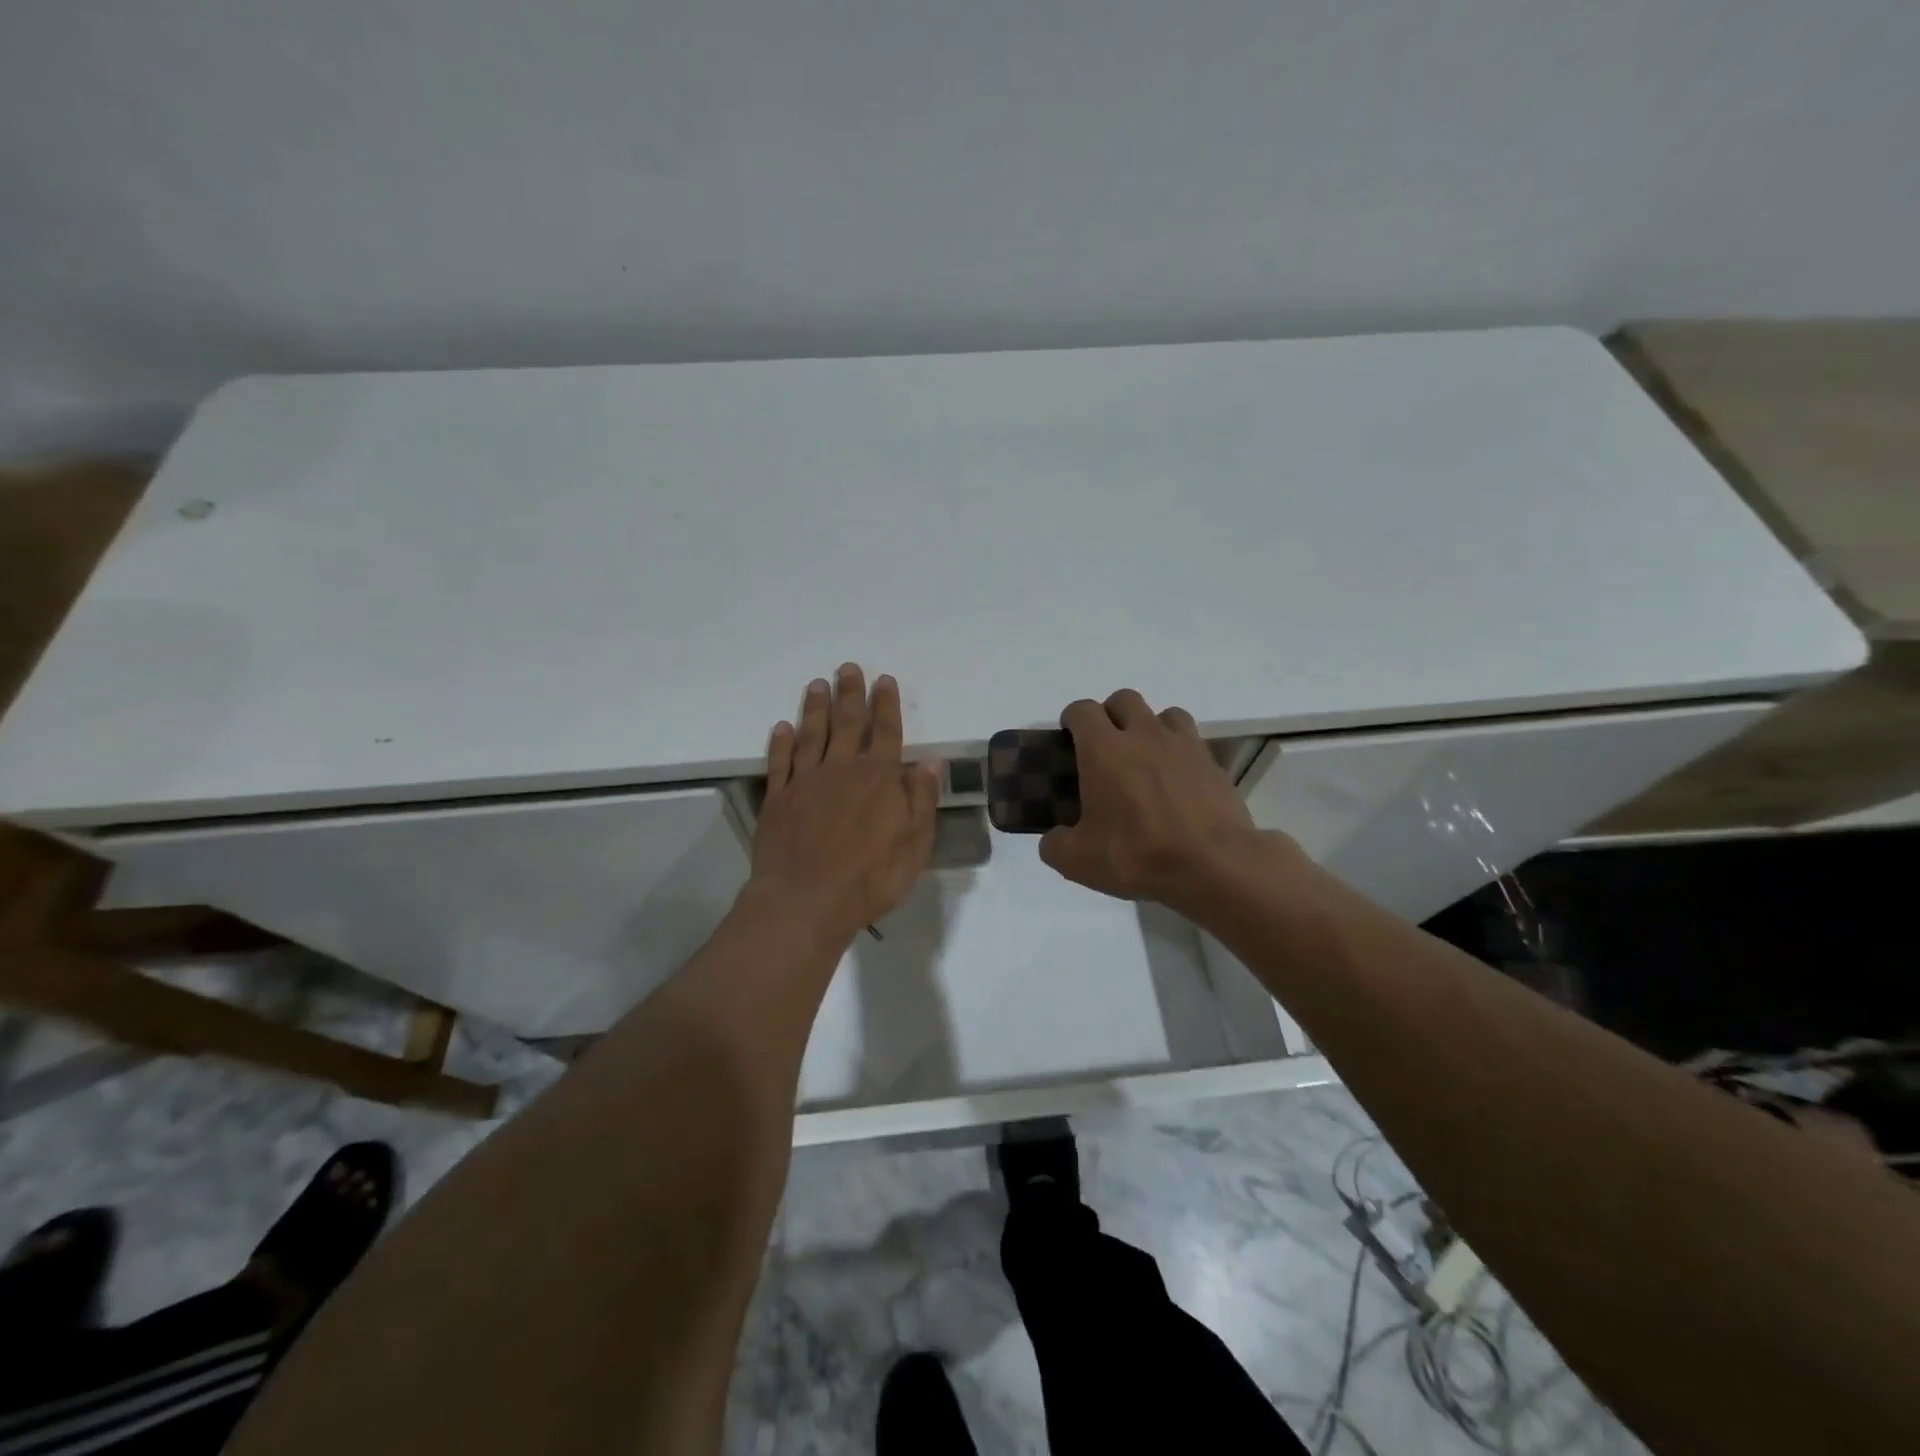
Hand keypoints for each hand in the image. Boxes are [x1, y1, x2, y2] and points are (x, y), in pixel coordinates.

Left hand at [750, 664, 940, 947]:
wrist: (805, 901)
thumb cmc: (870, 877)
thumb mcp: (914, 844)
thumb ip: (921, 801)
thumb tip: (929, 764)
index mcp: (878, 779)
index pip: (885, 732)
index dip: (886, 705)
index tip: (884, 680)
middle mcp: (841, 770)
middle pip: (847, 723)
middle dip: (850, 694)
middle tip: (848, 668)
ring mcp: (805, 782)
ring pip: (811, 735)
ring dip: (815, 708)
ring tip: (817, 684)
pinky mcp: (778, 799)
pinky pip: (780, 762)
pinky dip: (781, 742)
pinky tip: (783, 727)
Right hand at [1039, 689, 1277, 911]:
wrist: (1214, 867)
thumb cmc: (1138, 855)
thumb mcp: (1078, 861)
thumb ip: (1055, 845)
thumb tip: (1054, 840)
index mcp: (1104, 749)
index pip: (1082, 710)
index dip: (1072, 719)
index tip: (1068, 738)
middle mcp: (1144, 735)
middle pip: (1124, 699)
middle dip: (1111, 714)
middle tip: (1106, 746)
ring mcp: (1184, 746)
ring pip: (1164, 714)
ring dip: (1151, 727)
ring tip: (1146, 758)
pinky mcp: (1213, 764)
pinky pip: (1193, 743)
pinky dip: (1181, 753)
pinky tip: (1178, 782)